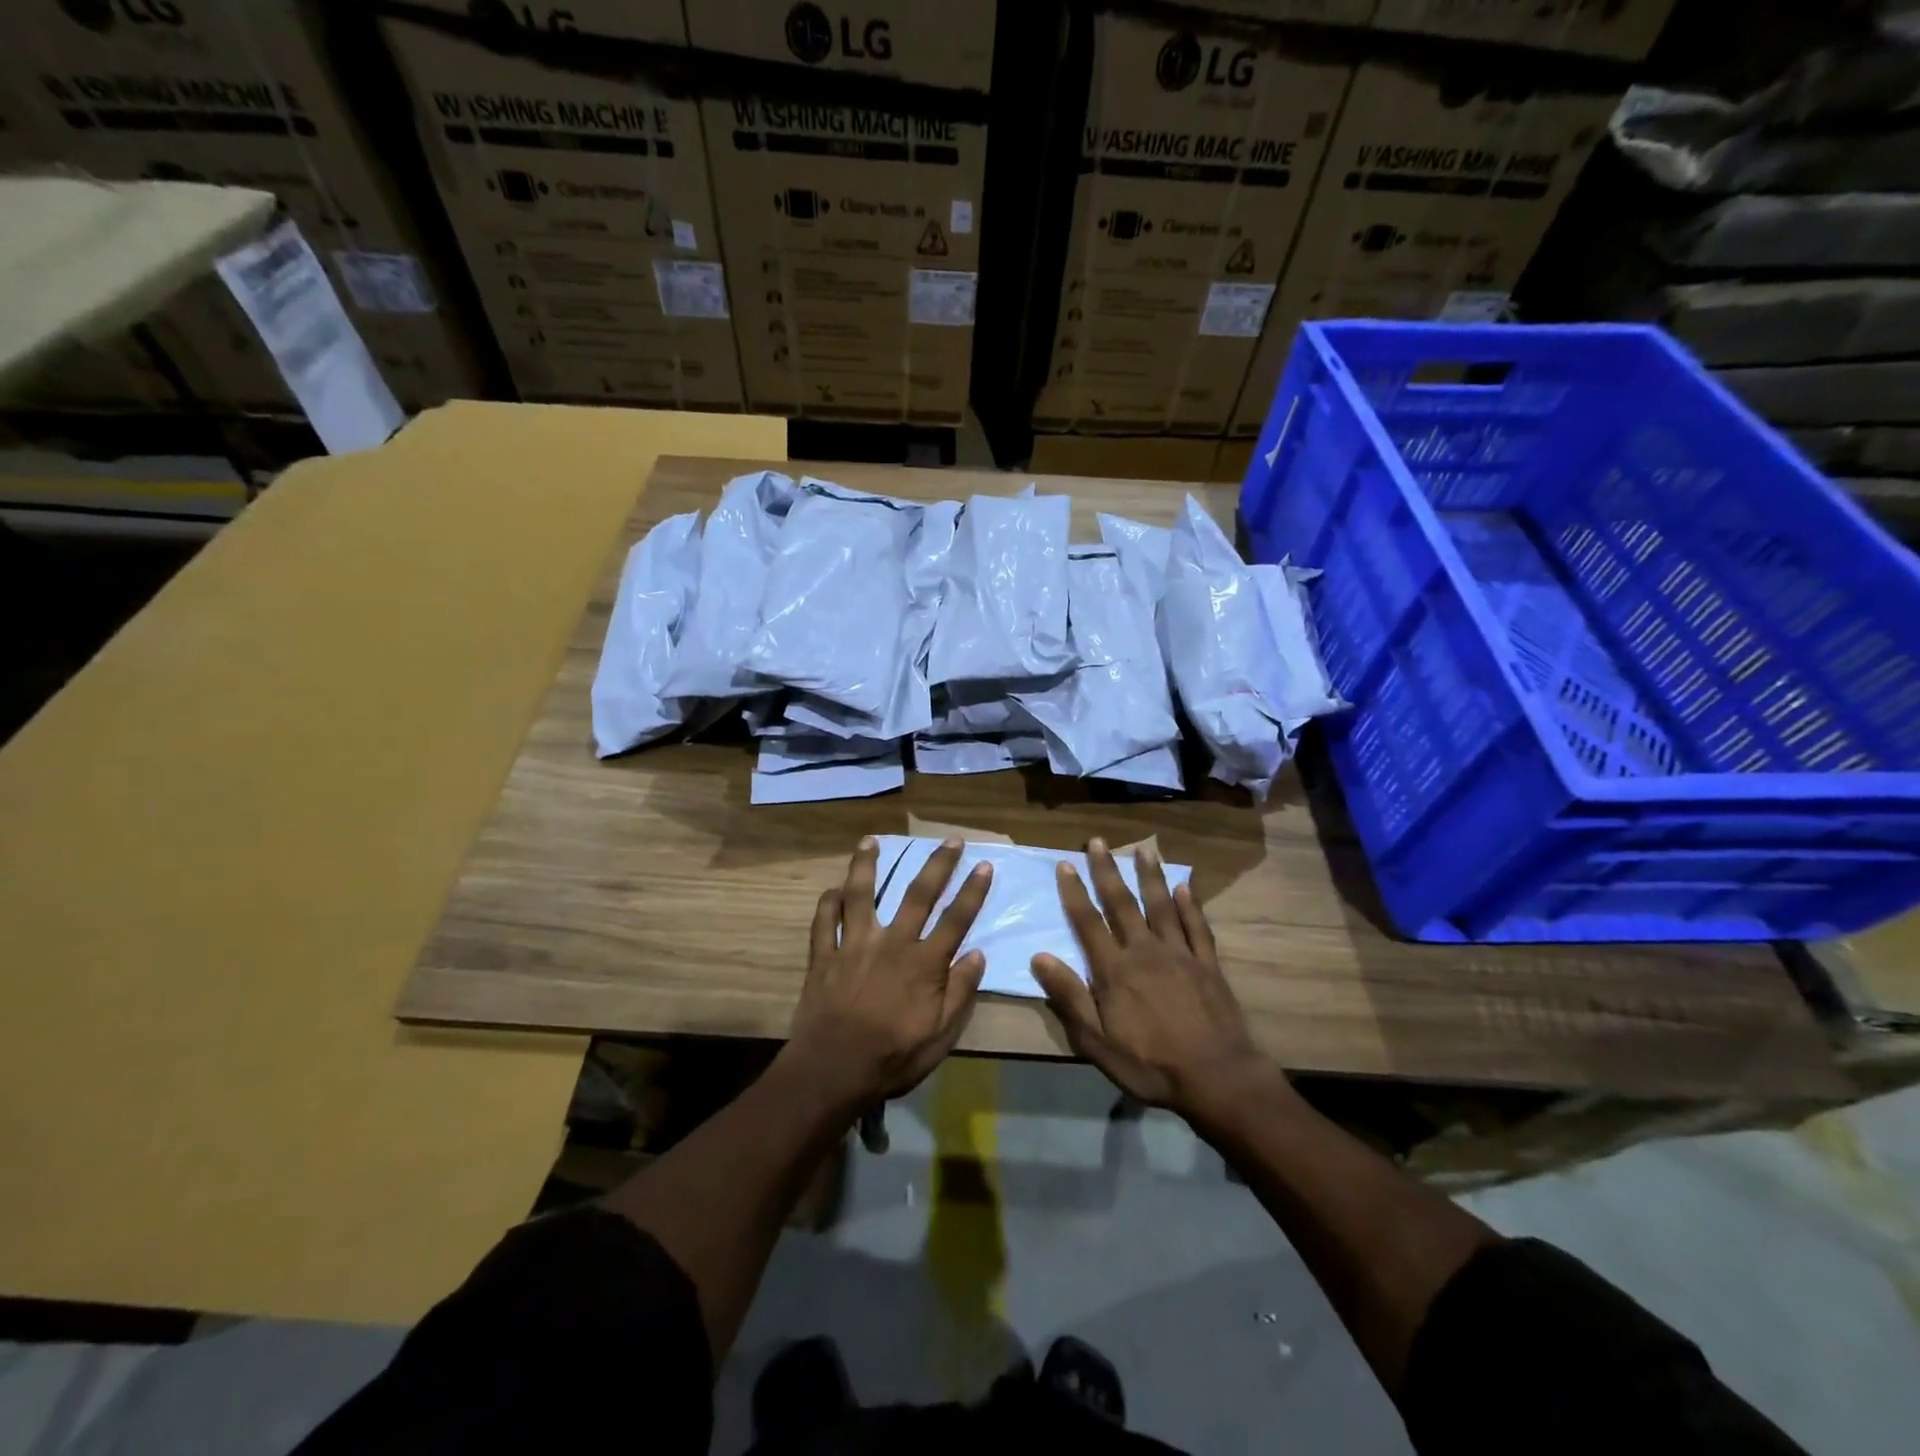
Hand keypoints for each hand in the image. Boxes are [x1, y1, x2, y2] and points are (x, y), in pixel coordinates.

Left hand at [788, 836, 992, 1104]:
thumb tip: (977, 954)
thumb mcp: (940, 1035)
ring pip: (860, 895)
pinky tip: (832, 889)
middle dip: (937, 864)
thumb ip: (960, 991)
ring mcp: (854, 945)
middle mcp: (892, 942)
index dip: (972, 891)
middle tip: (950, 839)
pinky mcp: (824, 956)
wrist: (834, 1070)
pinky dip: (827, 902)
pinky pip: (823, 922)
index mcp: (924, 962)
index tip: (984, 865)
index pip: (956, 919)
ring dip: (866, 865)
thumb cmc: (894, 1056)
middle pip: (918, 895)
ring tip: (870, 841)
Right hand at [1030, 838, 1274, 1116]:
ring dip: (1150, 876)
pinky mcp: (1208, 964)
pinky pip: (1197, 927)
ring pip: (1161, 906)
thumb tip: (1039, 957)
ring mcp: (1180, 954)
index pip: (1088, 923)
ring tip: (1144, 849)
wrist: (1217, 1078)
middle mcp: (1145, 952)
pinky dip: (1190, 905)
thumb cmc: (1150, 1065)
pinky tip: (1184, 886)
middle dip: (1107, 870)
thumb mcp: (1097, 1042)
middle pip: (1122, 904)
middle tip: (1097, 841)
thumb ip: (1069, 998)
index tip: (1065, 864)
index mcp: (1115, 971)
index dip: (1074, 892)